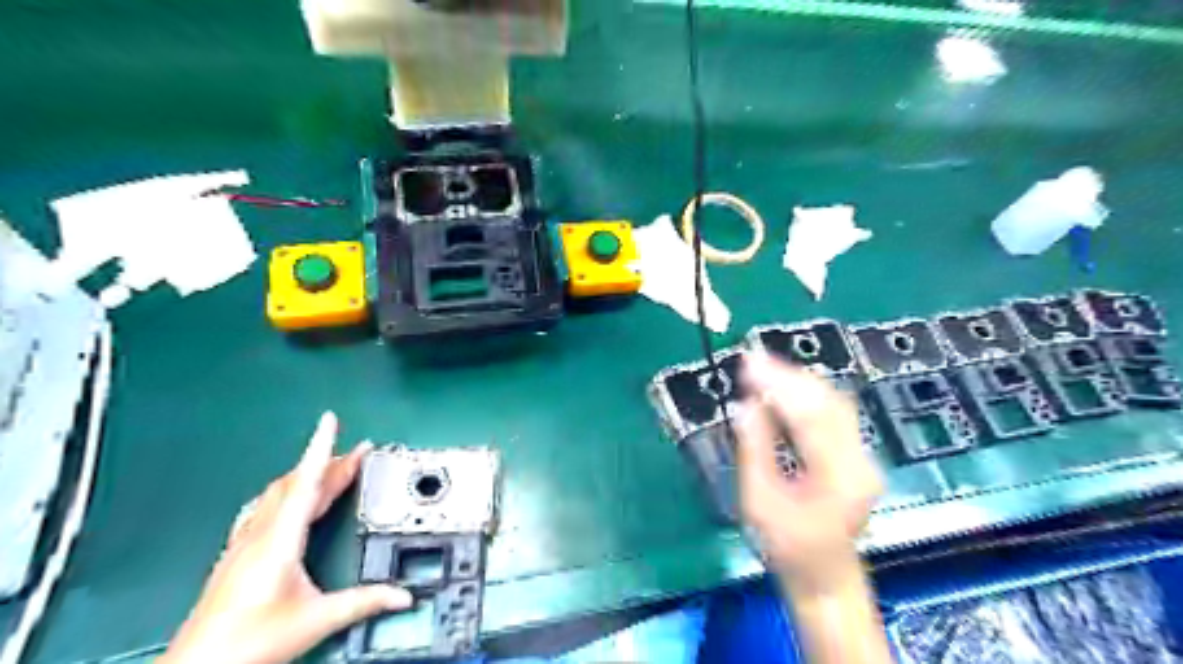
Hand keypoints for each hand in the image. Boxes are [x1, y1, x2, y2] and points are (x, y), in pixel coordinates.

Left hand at [162, 412, 412, 661]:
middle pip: (298, 484)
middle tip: (360, 452)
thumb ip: (364, 602)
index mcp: (280, 541)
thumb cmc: (248, 644)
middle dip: (330, 461)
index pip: (306, 482)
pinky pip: (263, 509)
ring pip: (279, 493)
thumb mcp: (317, 620)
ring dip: (308, 475)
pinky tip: (287, 497)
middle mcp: (260, 534)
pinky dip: (285, 492)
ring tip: (333, 469)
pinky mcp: (237, 554)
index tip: (329, 420)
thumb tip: (402, 595)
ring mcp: (244, 542)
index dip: (320, 447)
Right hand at [736, 354, 882, 598]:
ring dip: (797, 381)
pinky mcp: (857, 454)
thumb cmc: (786, 547)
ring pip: (833, 402)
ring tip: (762, 368)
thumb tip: (744, 405)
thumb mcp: (759, 502)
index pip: (809, 415)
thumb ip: (754, 450)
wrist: (824, 576)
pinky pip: (832, 413)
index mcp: (838, 476)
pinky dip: (805, 395)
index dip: (778, 383)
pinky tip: (783, 389)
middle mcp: (860, 460)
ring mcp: (863, 456)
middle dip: (788, 375)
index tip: (748, 362)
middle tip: (752, 359)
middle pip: (828, 401)